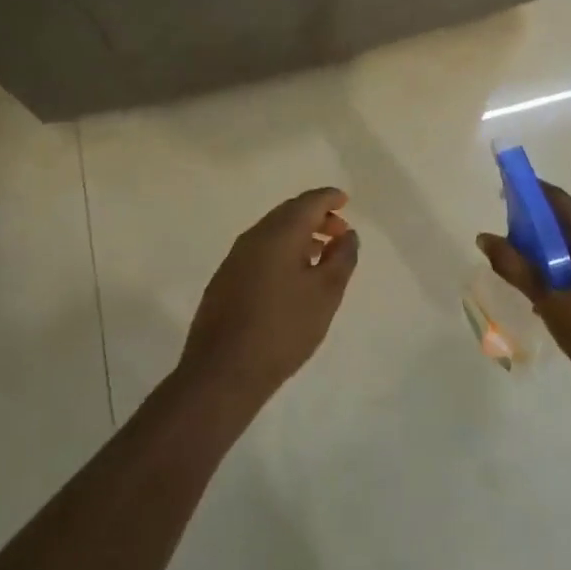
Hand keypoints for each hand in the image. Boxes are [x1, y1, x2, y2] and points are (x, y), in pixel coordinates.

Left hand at [179, 187, 359, 405]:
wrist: (223, 371)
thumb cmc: (283, 329)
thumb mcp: (325, 294)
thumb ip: (341, 258)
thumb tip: (347, 234)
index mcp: (278, 234)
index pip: (307, 202)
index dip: (328, 198)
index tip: (345, 201)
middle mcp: (252, 237)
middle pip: (288, 213)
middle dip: (315, 216)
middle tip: (339, 231)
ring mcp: (234, 258)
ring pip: (272, 233)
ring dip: (298, 235)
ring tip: (321, 254)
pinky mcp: (225, 280)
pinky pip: (259, 251)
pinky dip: (281, 251)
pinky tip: (292, 276)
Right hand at [477, 181, 570, 378]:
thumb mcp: (546, 297)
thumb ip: (514, 264)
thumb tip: (483, 237)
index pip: (558, 201)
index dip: (530, 194)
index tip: (505, 196)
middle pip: (570, 222)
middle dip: (541, 231)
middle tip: (516, 250)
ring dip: (558, 251)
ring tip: (536, 277)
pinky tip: (562, 291)